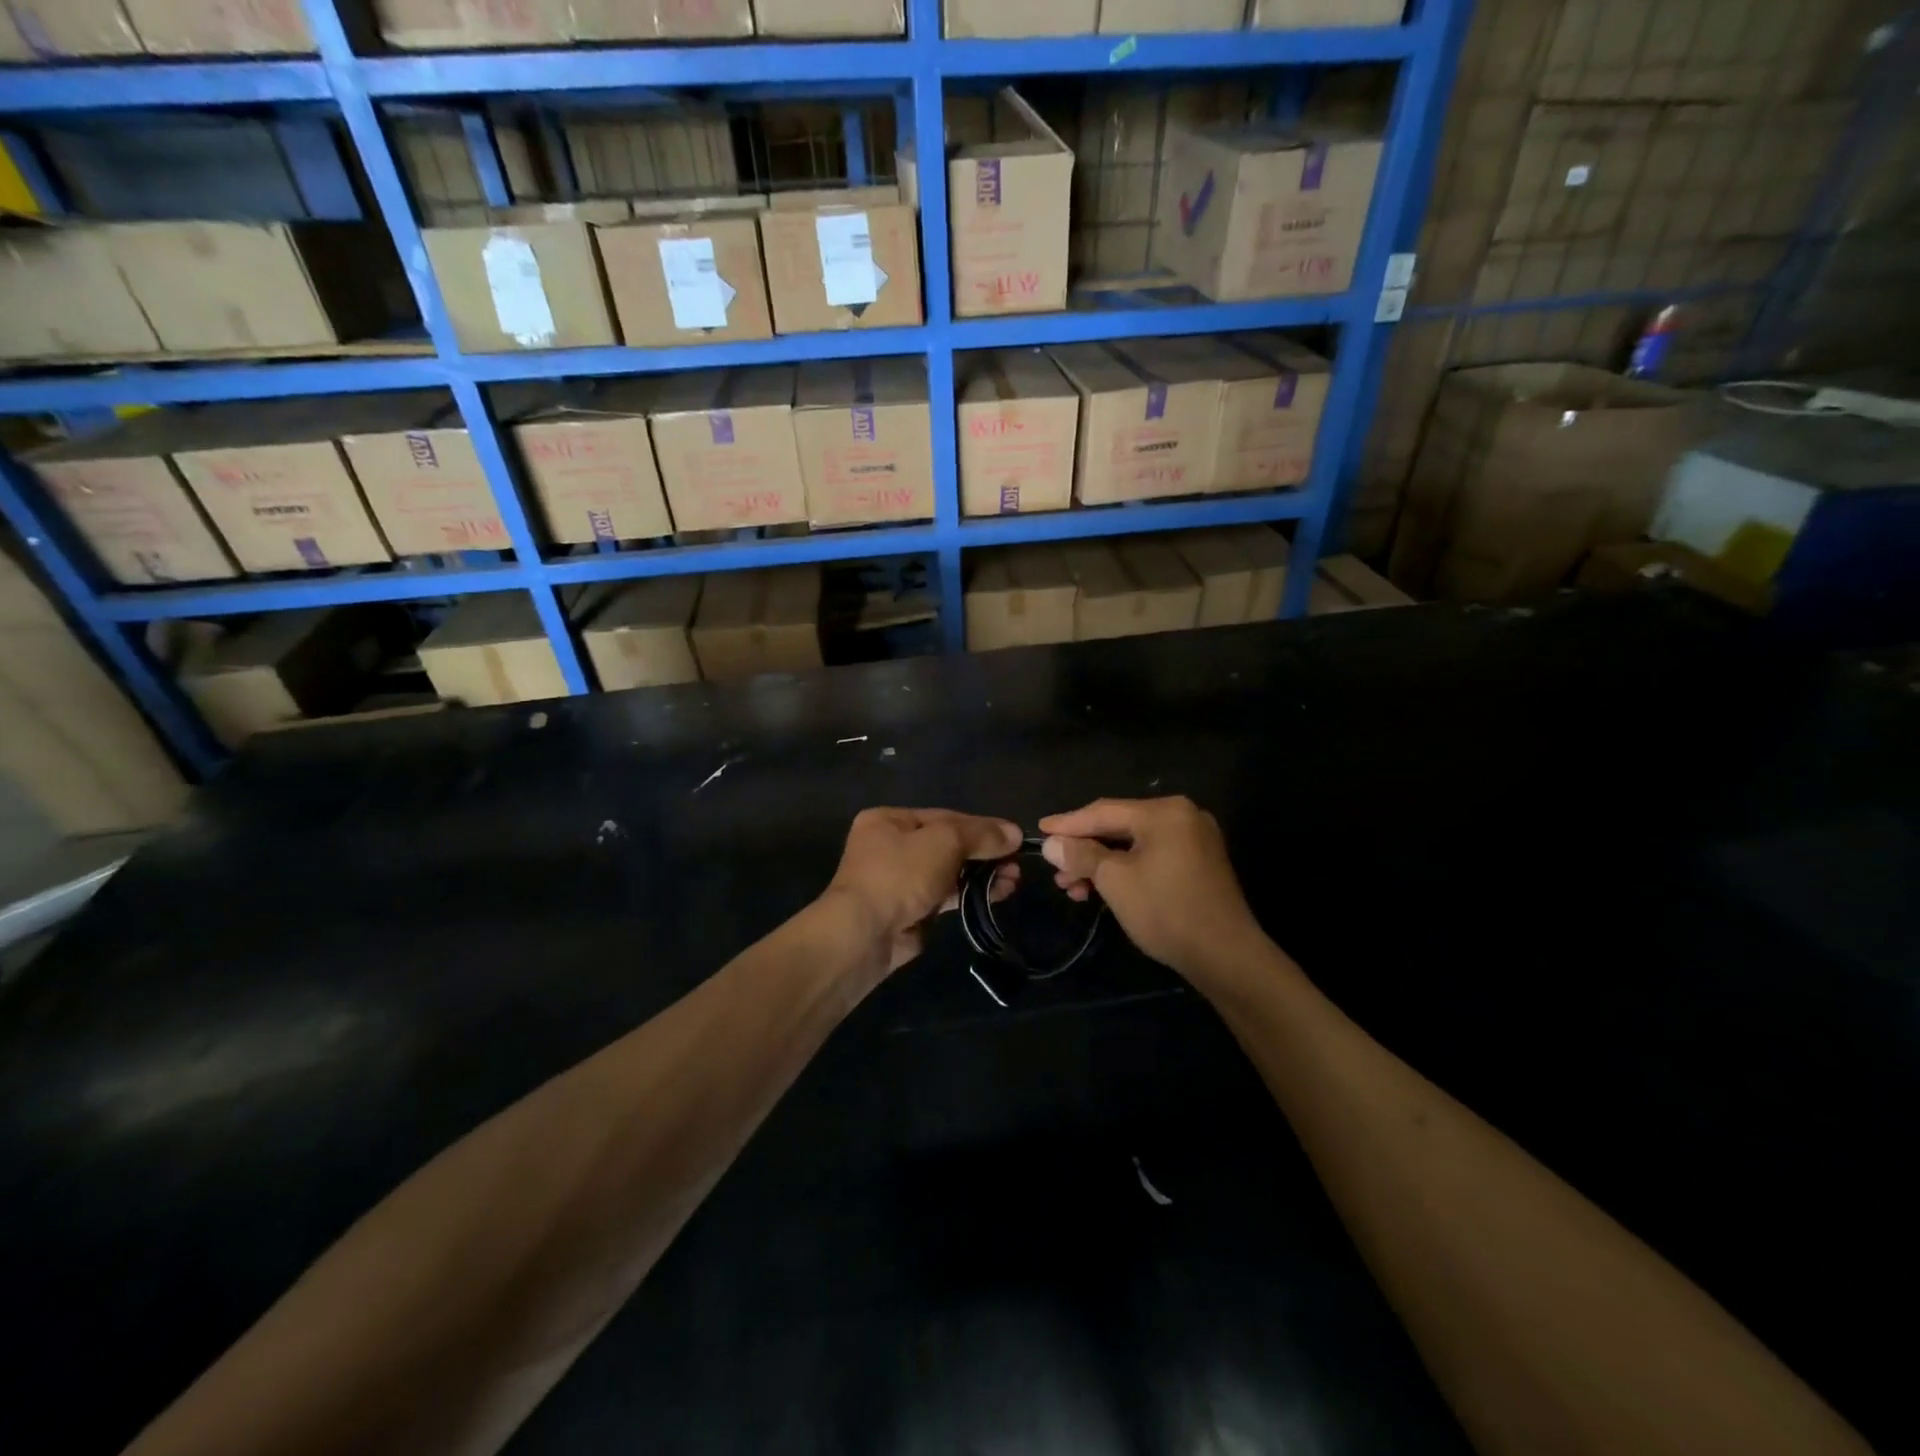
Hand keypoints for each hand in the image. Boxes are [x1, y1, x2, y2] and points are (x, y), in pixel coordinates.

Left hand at [825, 808, 1021, 971]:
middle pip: (948, 844)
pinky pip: (946, 896)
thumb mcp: (944, 841)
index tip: (1013, 837)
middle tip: (1016, 863)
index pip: (944, 817)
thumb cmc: (900, 874)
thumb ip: (980, 834)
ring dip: (982, 874)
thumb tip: (1015, 833)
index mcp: (889, 820)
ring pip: (949, 871)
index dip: (981, 826)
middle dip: (984, 853)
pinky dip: (970, 893)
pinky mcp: (909, 910)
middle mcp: (891, 846)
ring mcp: (899, 880)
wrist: (866, 933)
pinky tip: (998, 894)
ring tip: (1013, 880)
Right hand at [1040, 797, 1265, 979]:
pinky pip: (1152, 857)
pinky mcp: (1199, 864)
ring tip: (1073, 888)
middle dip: (1084, 850)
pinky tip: (1103, 889)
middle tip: (1055, 870)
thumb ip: (1081, 855)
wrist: (1226, 956)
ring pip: (1134, 845)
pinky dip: (1125, 870)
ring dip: (1101, 864)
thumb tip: (1051, 844)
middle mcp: (1182, 816)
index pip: (1104, 811)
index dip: (1068, 823)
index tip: (1039, 831)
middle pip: (1119, 826)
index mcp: (1164, 812)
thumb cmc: (1166, 910)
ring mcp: (1195, 840)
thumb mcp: (1115, 880)